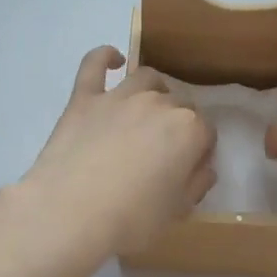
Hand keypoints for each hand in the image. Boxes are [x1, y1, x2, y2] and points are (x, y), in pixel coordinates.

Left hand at [18, 46, 215, 255]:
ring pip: (146, 78)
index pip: (206, 131)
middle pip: (178, 103)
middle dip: (178, 122)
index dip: (200, 149)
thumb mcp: (177, 212)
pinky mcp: (85, 98)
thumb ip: (196, 184)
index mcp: (189, 130)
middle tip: (164, 150)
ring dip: (153, 90)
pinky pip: (95, 64)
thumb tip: (204, 167)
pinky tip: (113, 60)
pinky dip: (105, 57)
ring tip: (147, 110)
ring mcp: (120, 96)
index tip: (190, 167)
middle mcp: (159, 103)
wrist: (69, 214)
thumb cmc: (131, 220)